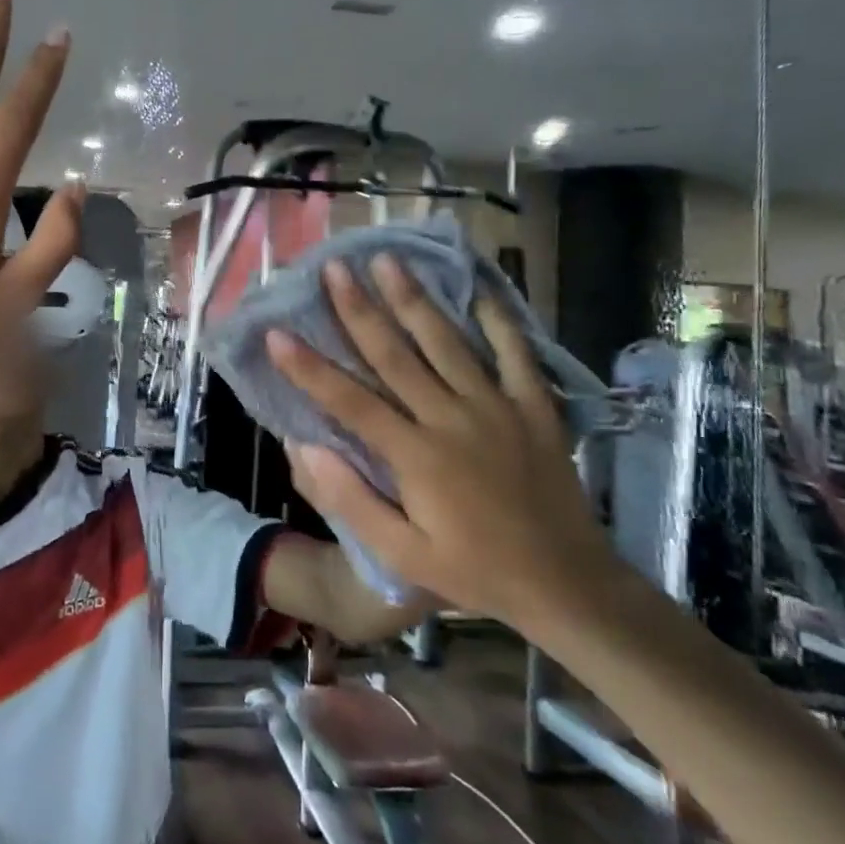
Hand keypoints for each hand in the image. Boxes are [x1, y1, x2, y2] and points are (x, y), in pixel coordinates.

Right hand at [266, 255, 619, 633]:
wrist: (568, 583)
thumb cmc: (474, 570)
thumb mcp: (403, 555)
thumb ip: (351, 500)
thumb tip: (305, 447)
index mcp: (416, 455)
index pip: (350, 401)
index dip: (308, 367)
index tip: (276, 333)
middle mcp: (452, 418)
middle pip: (395, 355)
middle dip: (359, 309)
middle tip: (334, 269)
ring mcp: (498, 407)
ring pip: (447, 342)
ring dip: (414, 299)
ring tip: (388, 260)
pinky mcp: (535, 407)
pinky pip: (515, 353)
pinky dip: (497, 318)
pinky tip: (478, 287)